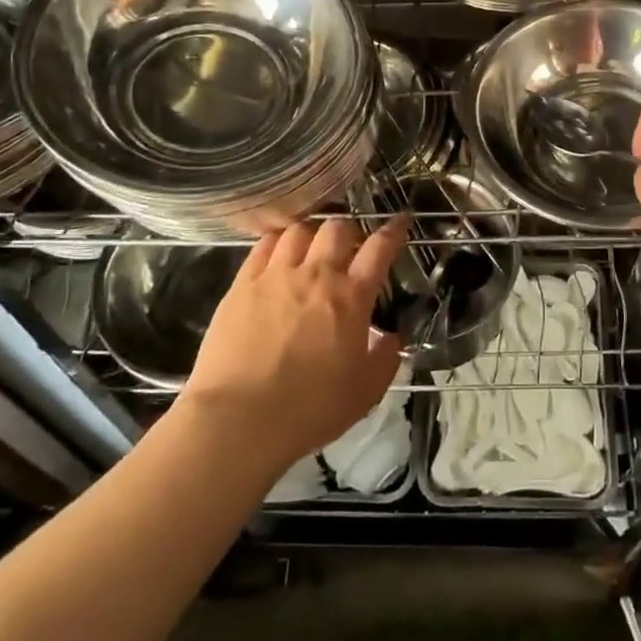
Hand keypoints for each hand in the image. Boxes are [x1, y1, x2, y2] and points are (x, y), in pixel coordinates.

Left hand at [178, 216, 409, 474]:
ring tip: (311, 248)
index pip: (380, 248)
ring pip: (300, 230)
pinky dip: (278, 241)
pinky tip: (278, 252)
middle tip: (349, 247)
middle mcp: (317, 274)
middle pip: (337, 228)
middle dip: (349, 231)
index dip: (393, 230)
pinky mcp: (243, 284)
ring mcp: (276, 275)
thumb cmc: (310, 409)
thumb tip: (392, 338)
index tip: (400, 221)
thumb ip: (385, 360)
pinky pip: (263, 245)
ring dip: (312, 234)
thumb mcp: (365, 393)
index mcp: (352, 297)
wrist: (240, 419)